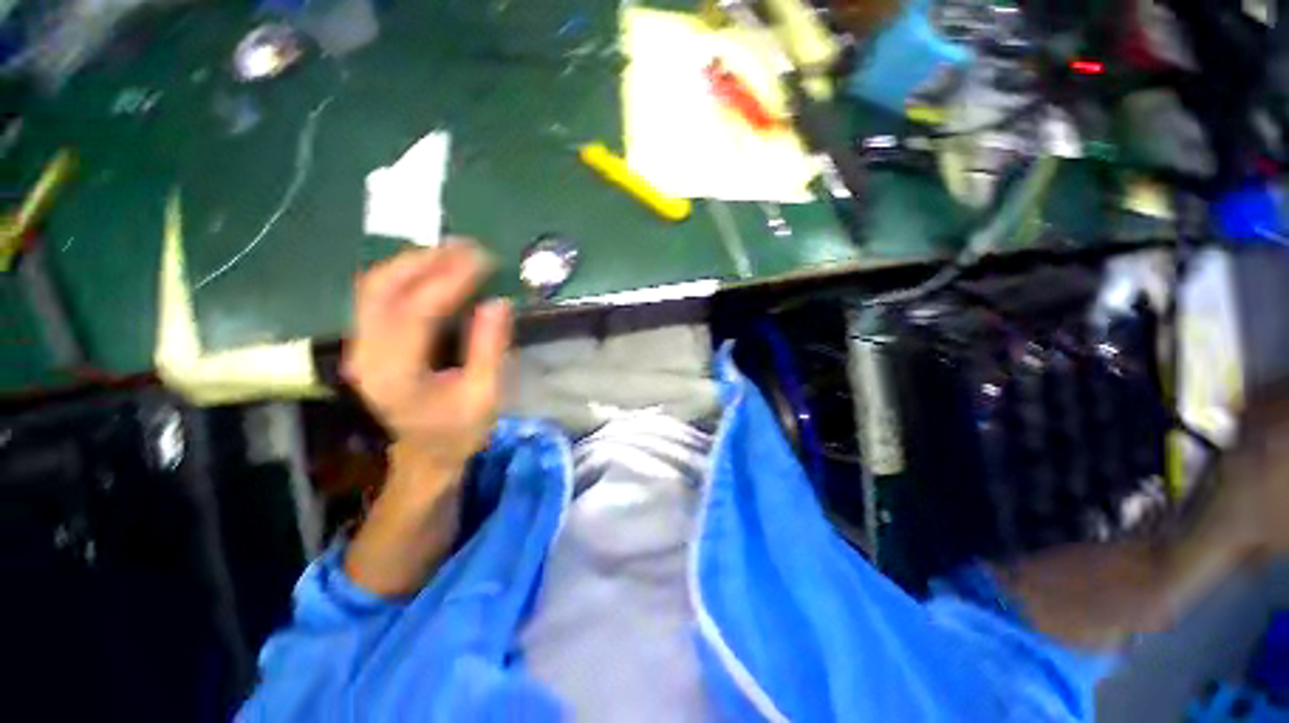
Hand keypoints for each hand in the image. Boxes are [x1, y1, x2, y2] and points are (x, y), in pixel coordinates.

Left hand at [342, 239, 511, 473]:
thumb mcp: (485, 395)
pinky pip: (377, 296)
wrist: (426, 454)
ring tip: (452, 252)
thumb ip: (490, 349)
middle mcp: (367, 356)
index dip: (451, 280)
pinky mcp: (367, 343)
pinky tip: (432, 270)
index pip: (418, 311)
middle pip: (382, 289)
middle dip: (425, 260)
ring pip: (373, 287)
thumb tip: (499, 303)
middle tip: (466, 247)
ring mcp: (361, 347)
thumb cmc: (459, 430)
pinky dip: (405, 276)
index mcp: (397, 375)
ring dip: (412, 263)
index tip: (483, 259)